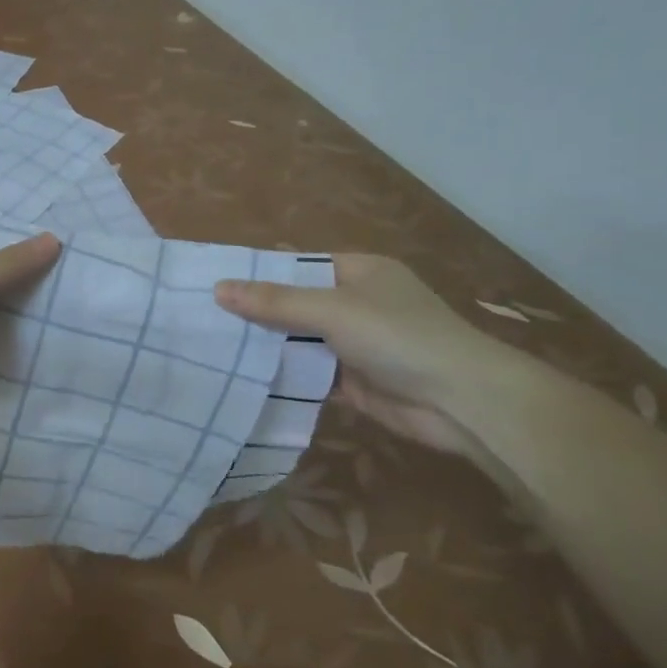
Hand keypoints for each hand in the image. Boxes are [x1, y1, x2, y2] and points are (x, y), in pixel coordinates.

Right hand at [215, 255, 518, 461]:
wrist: (463, 402)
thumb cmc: (398, 337)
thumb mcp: (332, 310)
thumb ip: (275, 301)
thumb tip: (219, 288)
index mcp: (359, 272)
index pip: (299, 265)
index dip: (260, 272)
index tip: (215, 281)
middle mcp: (357, 304)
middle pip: (296, 304)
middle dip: (257, 312)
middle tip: (204, 317)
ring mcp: (357, 344)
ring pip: (301, 341)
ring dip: (269, 346)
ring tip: (213, 347)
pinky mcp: (355, 381)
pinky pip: (311, 373)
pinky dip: (286, 376)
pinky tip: (245, 378)